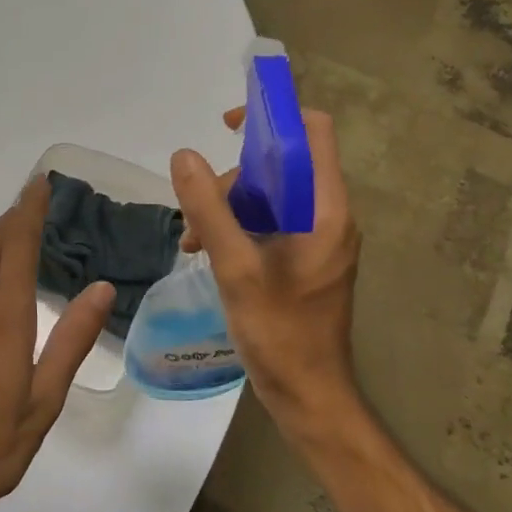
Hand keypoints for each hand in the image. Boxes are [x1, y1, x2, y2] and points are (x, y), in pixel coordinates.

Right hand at [170, 107, 362, 432]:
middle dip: (234, 178)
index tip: (228, 127)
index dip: (274, 116)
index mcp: (326, 209)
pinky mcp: (304, 261)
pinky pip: (270, 225)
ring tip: (192, 240)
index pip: (313, 132)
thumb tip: (183, 156)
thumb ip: (209, 210)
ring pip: (270, 197)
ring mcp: (317, 240)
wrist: (308, 395)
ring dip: (228, 207)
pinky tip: (206, 251)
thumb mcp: (236, 268)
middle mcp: (328, 216)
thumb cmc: (280, 332)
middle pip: (282, 165)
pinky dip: (238, 229)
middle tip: (199, 212)